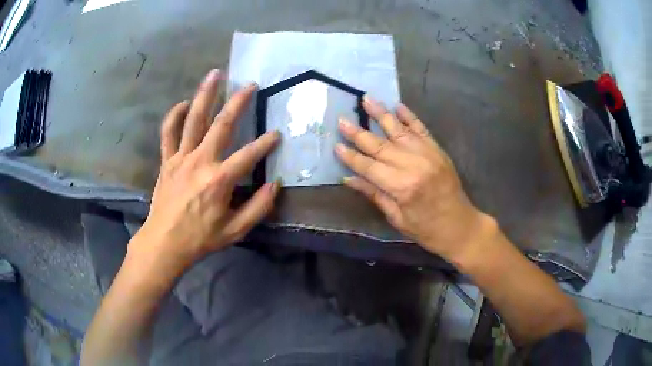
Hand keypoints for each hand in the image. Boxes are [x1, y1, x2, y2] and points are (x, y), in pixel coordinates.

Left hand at [131, 69, 280, 273]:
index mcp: (219, 180)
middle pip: (221, 124)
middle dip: (238, 102)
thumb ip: (259, 207)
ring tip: (215, 74)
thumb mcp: (235, 230)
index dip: (266, 144)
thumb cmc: (200, 239)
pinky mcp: (167, 160)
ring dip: (205, 94)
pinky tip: (184, 103)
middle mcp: (200, 161)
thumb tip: (275, 184)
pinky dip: (174, 115)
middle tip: (251, 85)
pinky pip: (168, 132)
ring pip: (193, 119)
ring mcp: (180, 157)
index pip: (249, 155)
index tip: (277, 135)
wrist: (165, 243)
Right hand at [336, 97, 492, 262]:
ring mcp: (428, 154)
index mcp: (402, 187)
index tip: (336, 145)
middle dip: (359, 133)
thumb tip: (348, 178)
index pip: (369, 167)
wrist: (460, 226)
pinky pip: (421, 129)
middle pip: (380, 145)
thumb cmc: (426, 229)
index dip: (351, 157)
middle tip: (342, 120)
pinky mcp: (438, 150)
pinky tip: (398, 106)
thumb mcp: (397, 217)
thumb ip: (374, 194)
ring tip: (367, 99)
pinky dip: (409, 116)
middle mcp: (414, 165)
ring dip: (382, 114)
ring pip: (399, 130)